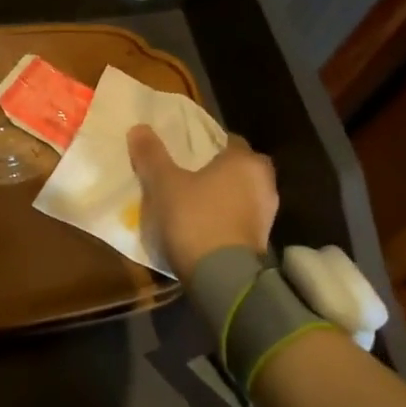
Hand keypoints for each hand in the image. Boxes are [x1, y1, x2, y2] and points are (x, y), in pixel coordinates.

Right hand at [127, 124, 278, 278]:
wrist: (223, 278)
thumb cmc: (196, 219)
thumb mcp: (164, 185)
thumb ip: (152, 155)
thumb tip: (138, 128)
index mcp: (244, 160)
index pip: (229, 140)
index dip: (207, 145)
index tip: (187, 153)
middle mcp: (263, 182)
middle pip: (239, 168)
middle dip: (220, 170)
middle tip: (191, 177)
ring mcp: (267, 214)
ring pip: (243, 194)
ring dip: (225, 196)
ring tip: (195, 203)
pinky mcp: (263, 241)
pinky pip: (242, 219)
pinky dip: (228, 219)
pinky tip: (206, 227)